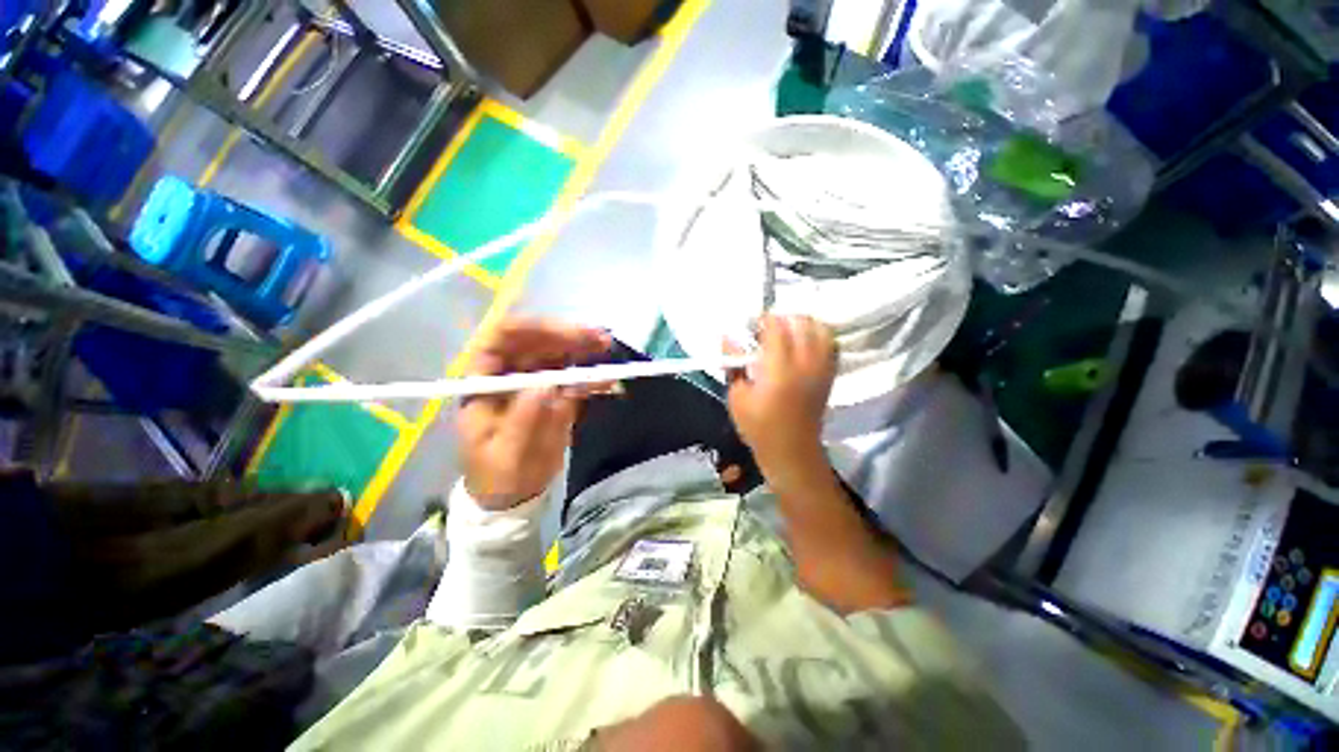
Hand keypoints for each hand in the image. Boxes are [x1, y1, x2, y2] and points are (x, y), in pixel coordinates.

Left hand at [457, 318, 610, 509]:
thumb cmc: (498, 474)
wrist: (513, 493)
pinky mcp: (557, 394)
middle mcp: (510, 373)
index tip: (566, 333)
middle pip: (536, 341)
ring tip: (607, 347)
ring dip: (584, 348)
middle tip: (599, 339)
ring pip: (559, 354)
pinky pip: (575, 378)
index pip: (502, 339)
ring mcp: (536, 382)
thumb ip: (523, 419)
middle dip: (568, 336)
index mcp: (485, 380)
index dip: (532, 329)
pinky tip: (608, 379)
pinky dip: (592, 376)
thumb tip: (547, 384)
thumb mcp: (505, 453)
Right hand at [726, 315, 836, 490]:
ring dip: (802, 324)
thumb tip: (728, 337)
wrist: (791, 449)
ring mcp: (821, 368)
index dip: (764, 319)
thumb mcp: (737, 396)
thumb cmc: (759, 426)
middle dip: (783, 319)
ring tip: (787, 333)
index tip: (753, 324)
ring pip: (820, 329)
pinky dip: (817, 335)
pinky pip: (830, 343)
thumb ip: (734, 364)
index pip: (777, 328)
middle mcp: (805, 364)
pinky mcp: (829, 374)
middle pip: (802, 322)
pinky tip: (803, 342)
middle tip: (768, 329)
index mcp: (779, 370)